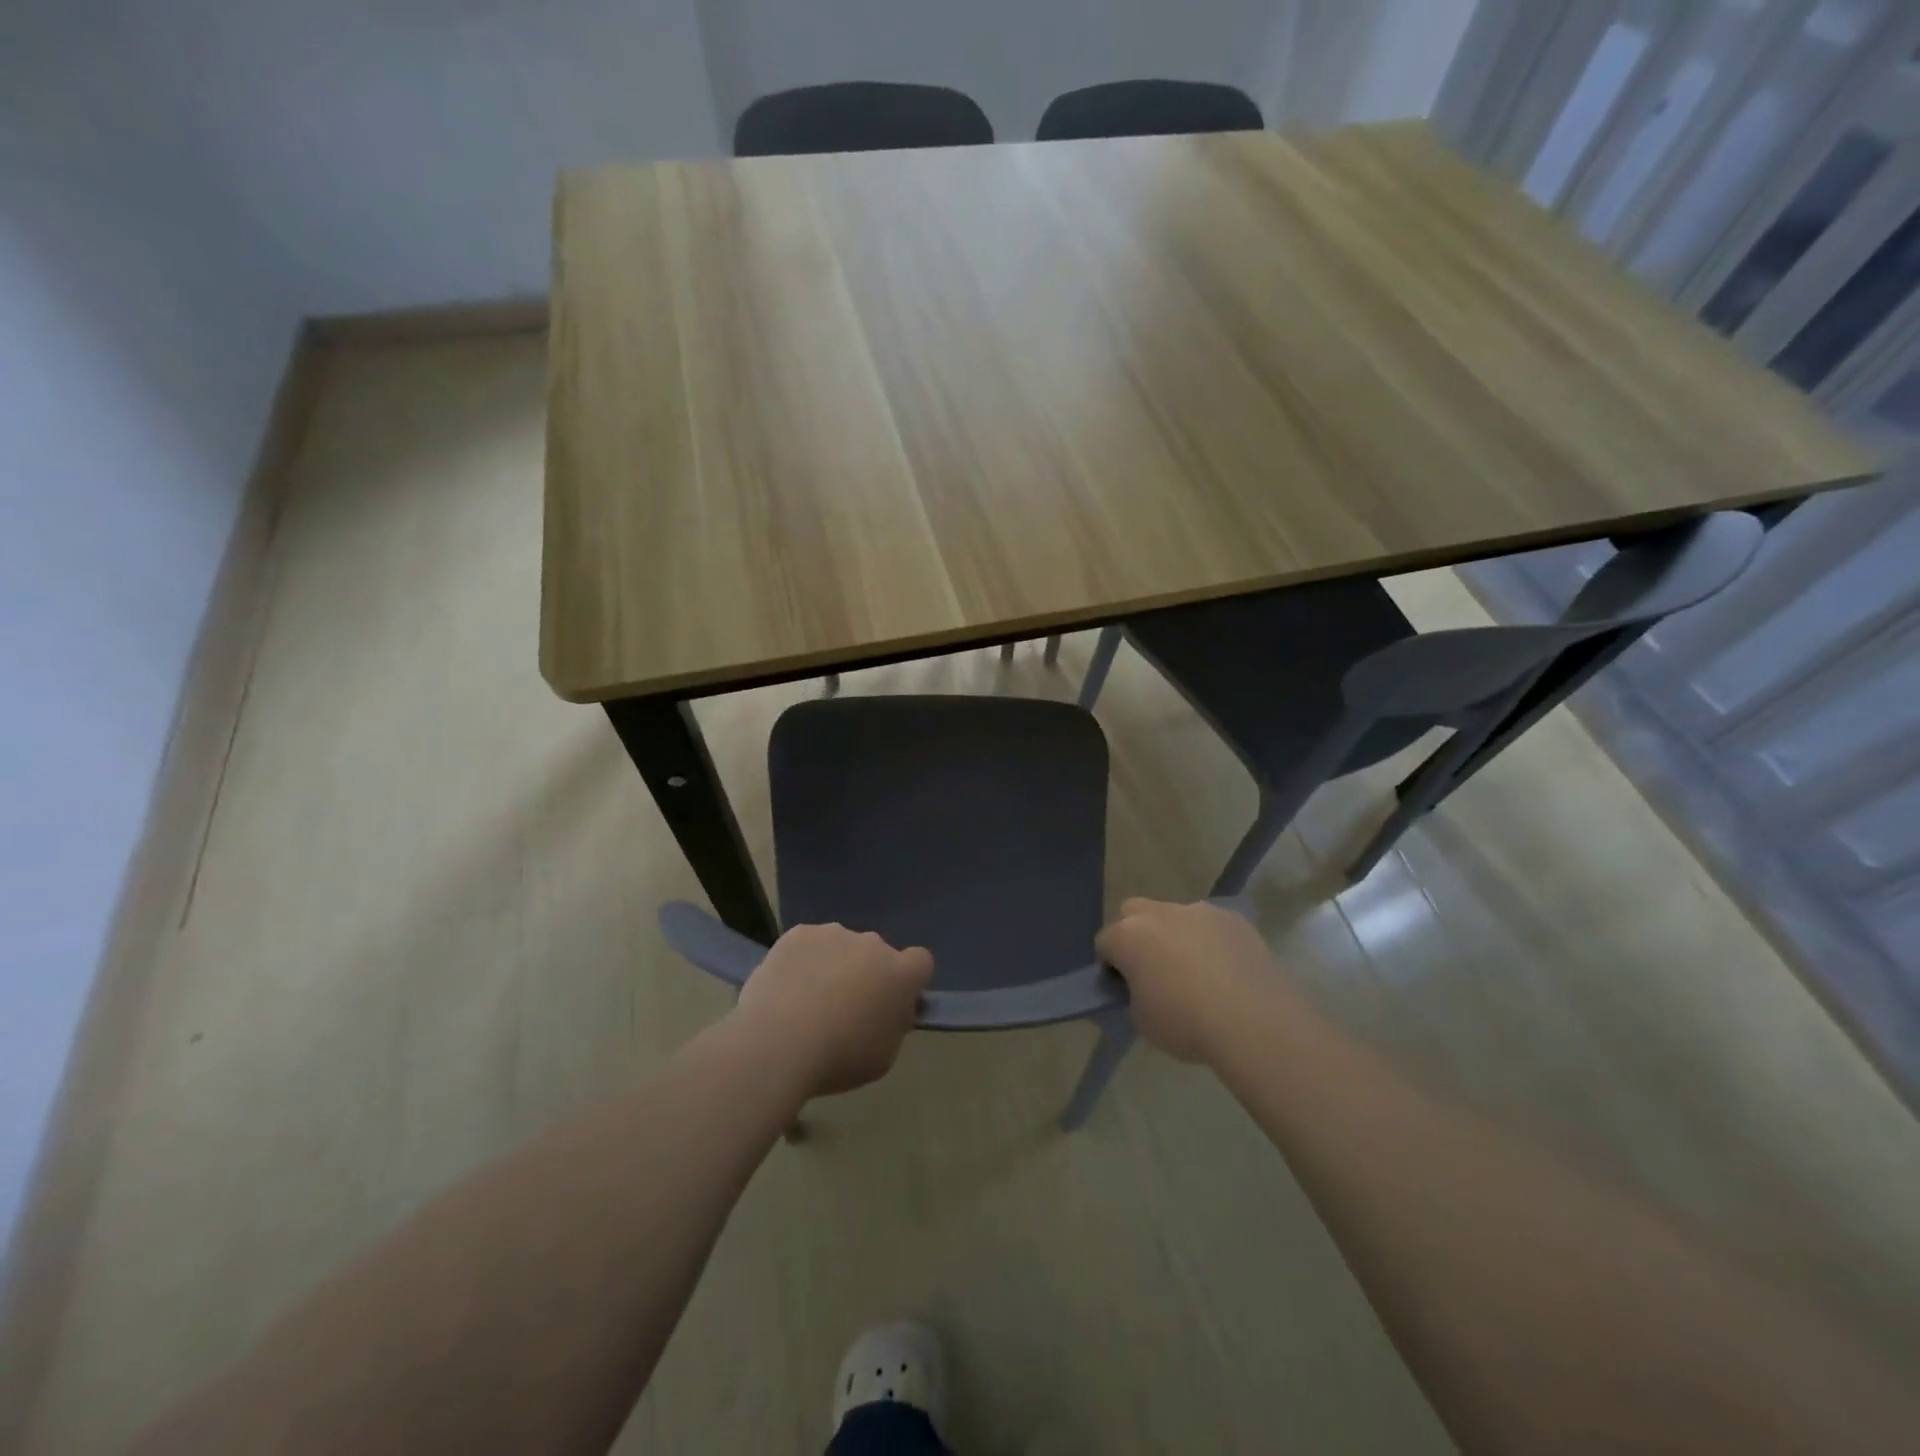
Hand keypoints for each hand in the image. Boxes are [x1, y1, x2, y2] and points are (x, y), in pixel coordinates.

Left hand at [732, 923, 933, 1098]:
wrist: (778, 1042)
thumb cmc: (839, 1058)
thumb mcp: (883, 1056)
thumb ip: (894, 1025)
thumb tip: (890, 1010)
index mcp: (901, 973)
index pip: (920, 962)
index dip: (909, 980)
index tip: (892, 1002)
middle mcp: (873, 943)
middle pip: (877, 953)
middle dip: (867, 973)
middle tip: (845, 1007)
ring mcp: (834, 933)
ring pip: (841, 946)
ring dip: (834, 964)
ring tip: (807, 1000)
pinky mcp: (798, 933)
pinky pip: (808, 944)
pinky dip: (802, 961)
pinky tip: (785, 988)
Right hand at [1096, 898, 1289, 1063]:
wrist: (1255, 1021)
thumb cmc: (1187, 1024)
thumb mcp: (1143, 1021)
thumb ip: (1133, 996)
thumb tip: (1141, 988)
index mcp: (1128, 936)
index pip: (1105, 942)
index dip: (1111, 965)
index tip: (1124, 987)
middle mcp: (1159, 913)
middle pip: (1134, 913)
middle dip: (1138, 934)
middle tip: (1154, 969)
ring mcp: (1199, 911)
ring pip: (1176, 916)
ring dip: (1177, 936)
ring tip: (1198, 973)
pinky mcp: (1234, 918)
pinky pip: (1211, 926)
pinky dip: (1211, 941)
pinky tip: (1227, 971)